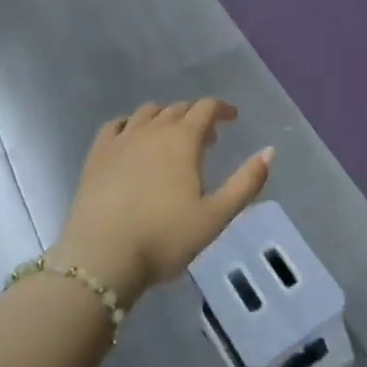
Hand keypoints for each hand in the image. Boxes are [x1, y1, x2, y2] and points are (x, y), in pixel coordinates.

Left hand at [52, 101, 271, 303]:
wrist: (101, 258)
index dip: (222, 109)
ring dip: (165, 117)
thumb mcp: (215, 216)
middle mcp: (153, 130)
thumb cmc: (164, 238)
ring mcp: (121, 140)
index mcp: (183, 140)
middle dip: (196, 117)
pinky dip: (130, 124)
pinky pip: (116, 125)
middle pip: (178, 109)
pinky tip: (132, 138)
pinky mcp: (97, 155)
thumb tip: (269, 151)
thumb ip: (246, 182)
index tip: (232, 118)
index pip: (206, 108)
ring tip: (171, 138)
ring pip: (147, 113)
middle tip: (207, 138)